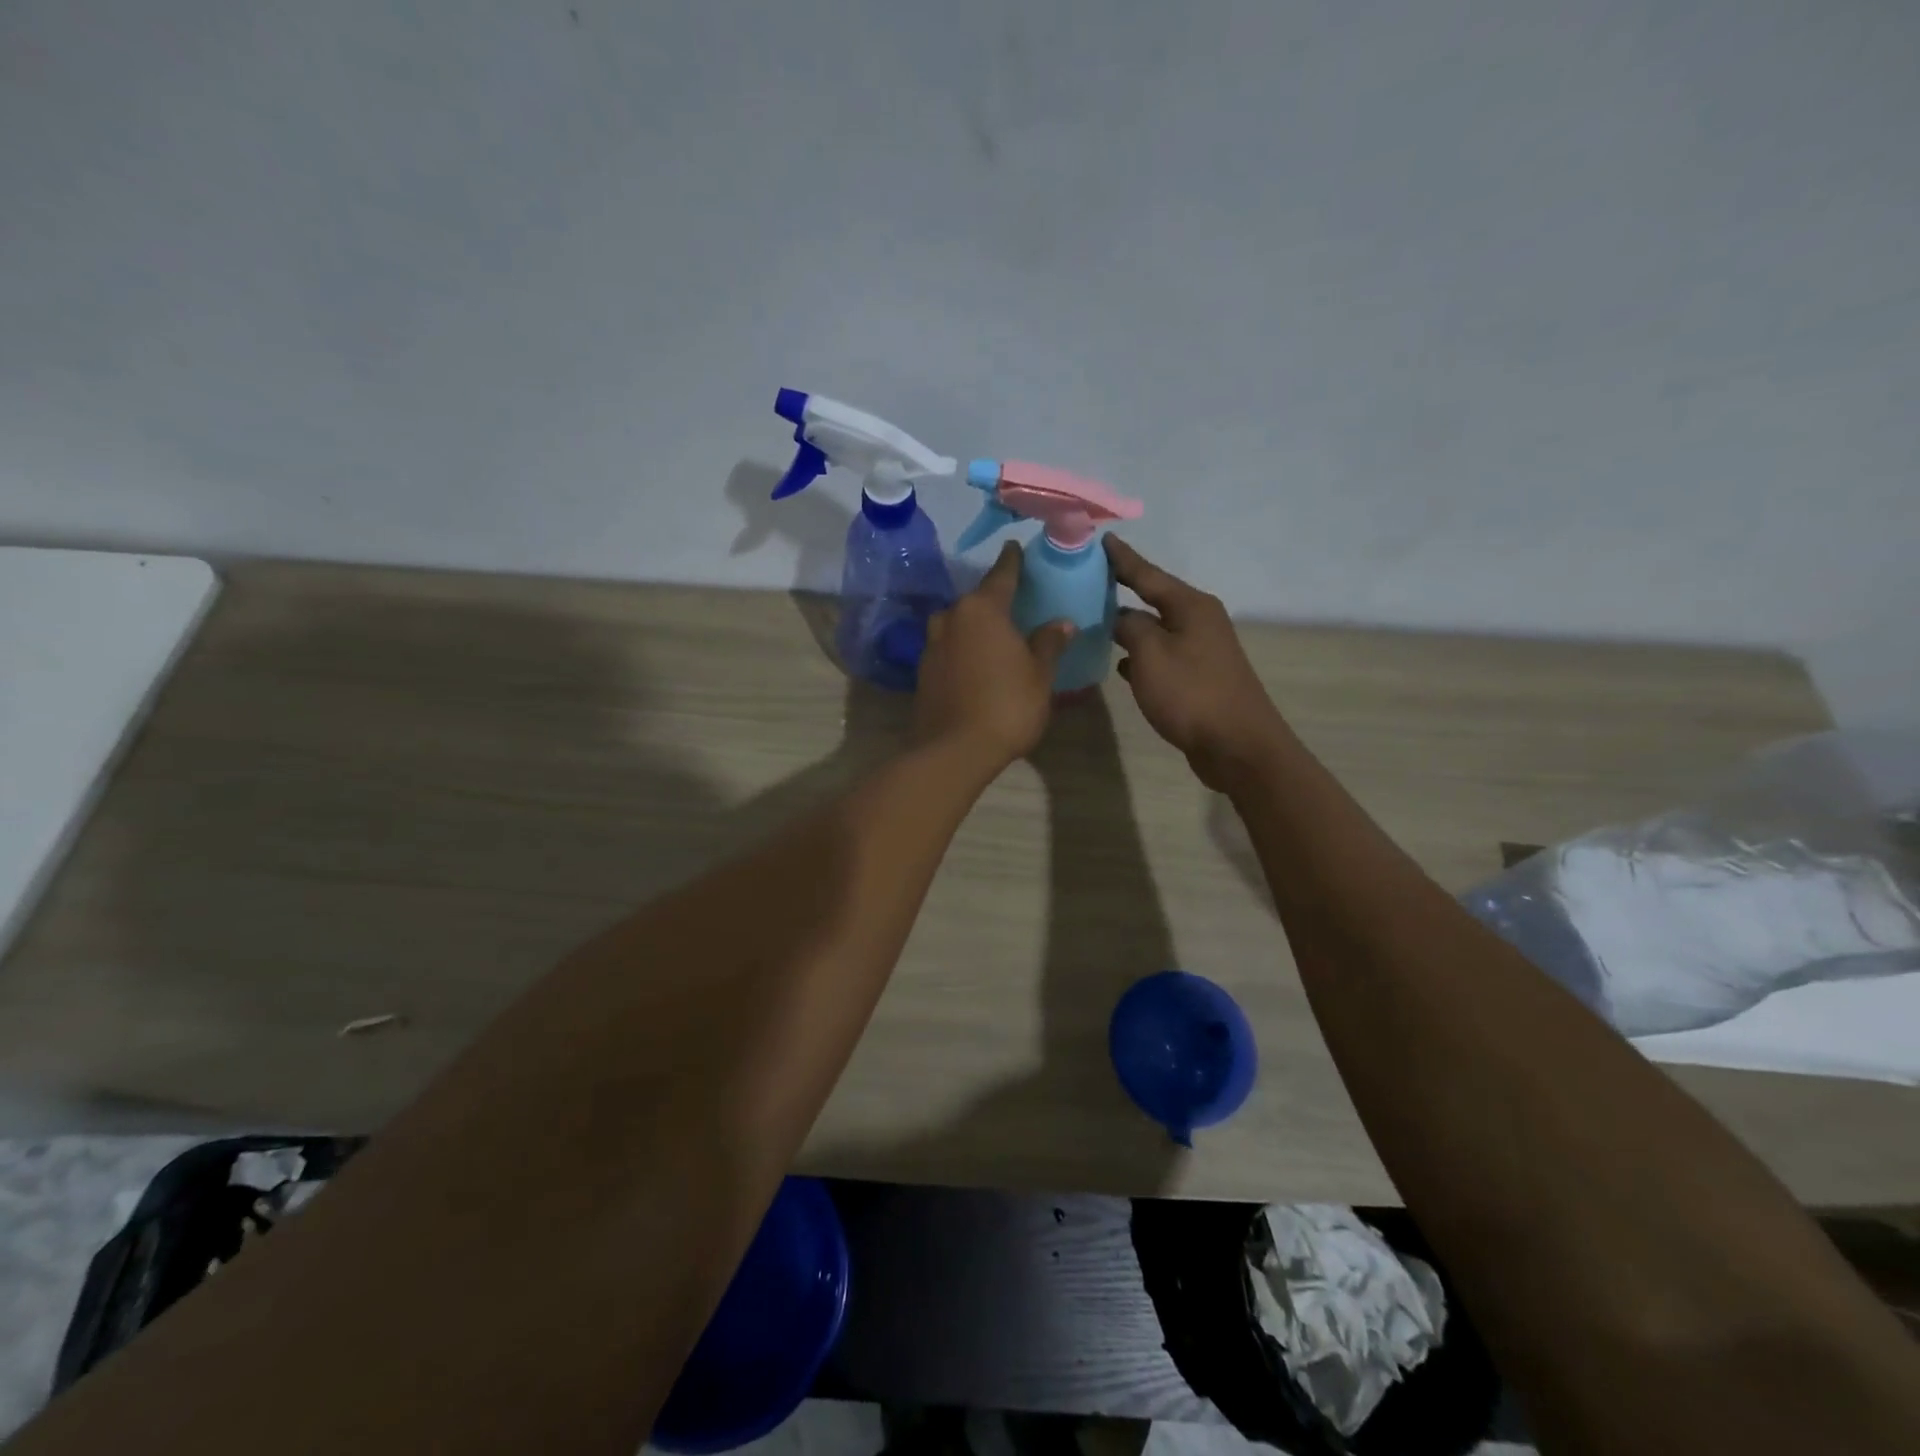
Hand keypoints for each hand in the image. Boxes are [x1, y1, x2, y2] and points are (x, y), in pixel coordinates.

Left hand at [915, 542, 1074, 766]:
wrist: (954, 750)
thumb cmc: (1006, 705)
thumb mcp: (1039, 674)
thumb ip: (1049, 643)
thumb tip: (1062, 622)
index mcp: (983, 609)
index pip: (1002, 574)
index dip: (1013, 561)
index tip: (1016, 547)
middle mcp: (952, 617)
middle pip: (977, 599)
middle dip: (995, 598)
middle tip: (1016, 601)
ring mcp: (932, 644)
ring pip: (959, 623)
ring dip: (976, 625)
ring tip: (996, 634)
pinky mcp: (923, 670)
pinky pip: (949, 647)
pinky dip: (963, 648)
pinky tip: (977, 661)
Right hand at [1106, 535, 1285, 789]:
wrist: (1236, 745)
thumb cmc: (1191, 694)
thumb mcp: (1151, 654)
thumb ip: (1129, 627)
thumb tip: (1119, 616)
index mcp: (1190, 606)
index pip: (1147, 573)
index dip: (1122, 558)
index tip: (1100, 538)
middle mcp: (1199, 620)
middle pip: (1154, 597)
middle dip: (1123, 588)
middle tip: (1089, 577)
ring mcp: (1201, 649)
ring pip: (1156, 628)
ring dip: (1130, 625)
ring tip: (1096, 618)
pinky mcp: (1198, 676)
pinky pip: (1162, 655)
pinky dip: (1141, 655)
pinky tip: (1121, 663)